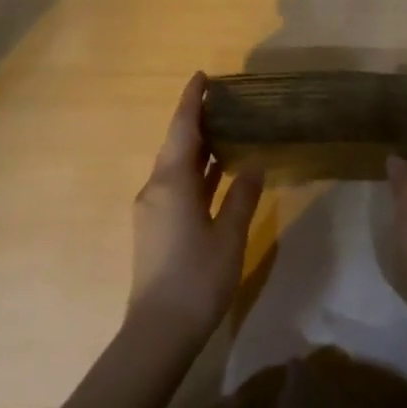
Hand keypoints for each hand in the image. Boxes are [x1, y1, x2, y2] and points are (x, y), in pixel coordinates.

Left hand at [128, 73, 263, 342]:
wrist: (159, 331)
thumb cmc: (198, 278)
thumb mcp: (229, 235)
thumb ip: (242, 196)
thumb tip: (254, 165)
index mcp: (171, 182)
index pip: (182, 129)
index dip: (191, 101)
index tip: (202, 76)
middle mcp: (155, 188)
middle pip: (175, 145)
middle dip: (196, 121)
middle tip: (224, 102)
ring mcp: (152, 209)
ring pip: (175, 167)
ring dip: (197, 148)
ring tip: (225, 131)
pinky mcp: (155, 228)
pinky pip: (175, 186)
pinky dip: (195, 173)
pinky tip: (215, 175)